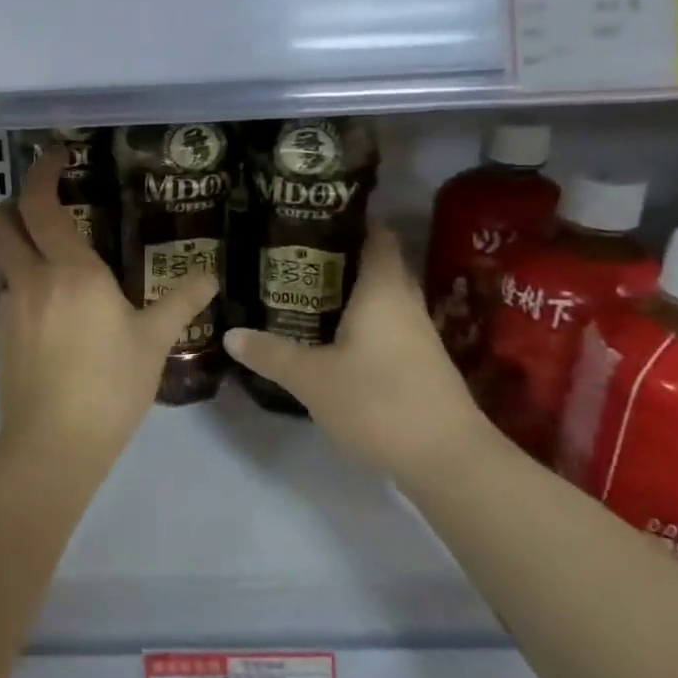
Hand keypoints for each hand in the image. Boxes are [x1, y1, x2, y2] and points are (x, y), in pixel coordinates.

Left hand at [0, 148, 217, 475]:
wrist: (55, 443)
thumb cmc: (111, 386)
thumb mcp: (153, 342)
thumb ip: (180, 302)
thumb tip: (210, 277)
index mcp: (71, 270)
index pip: (40, 204)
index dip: (40, 172)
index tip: (53, 157)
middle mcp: (31, 278)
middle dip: (9, 204)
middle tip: (39, 209)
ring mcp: (7, 307)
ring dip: (5, 243)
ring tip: (37, 253)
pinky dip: (10, 281)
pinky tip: (39, 304)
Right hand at [223, 225, 494, 478]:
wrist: (447, 460)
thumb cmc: (378, 401)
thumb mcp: (312, 378)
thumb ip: (271, 354)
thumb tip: (230, 333)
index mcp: (382, 290)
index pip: (376, 235)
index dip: (350, 220)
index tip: (313, 217)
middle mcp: (404, 303)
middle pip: (377, 265)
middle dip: (341, 258)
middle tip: (296, 256)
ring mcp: (418, 335)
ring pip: (381, 299)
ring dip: (349, 293)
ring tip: (304, 292)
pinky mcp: (420, 364)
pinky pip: (386, 327)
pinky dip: (360, 323)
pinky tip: (330, 338)